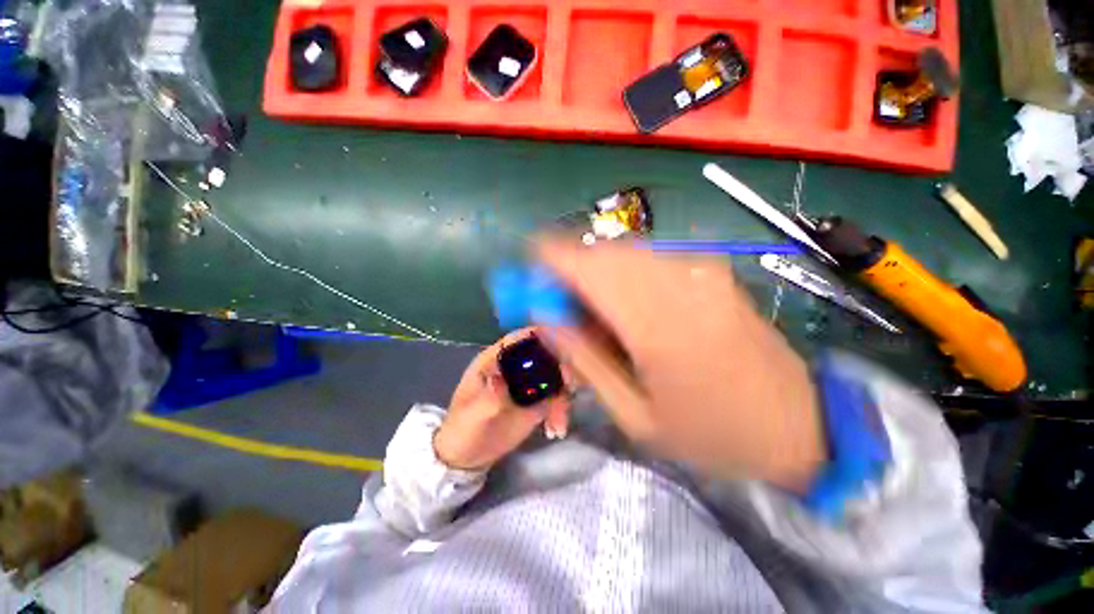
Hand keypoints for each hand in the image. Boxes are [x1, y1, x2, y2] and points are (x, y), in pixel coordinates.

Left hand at [434, 328, 570, 470]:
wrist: (469, 455)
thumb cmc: (464, 427)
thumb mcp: (472, 414)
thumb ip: (489, 397)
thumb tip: (502, 379)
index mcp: (496, 359)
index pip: (519, 338)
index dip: (539, 334)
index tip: (560, 340)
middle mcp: (515, 366)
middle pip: (545, 353)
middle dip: (560, 367)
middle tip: (567, 386)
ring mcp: (528, 383)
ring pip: (555, 376)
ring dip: (563, 396)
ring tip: (557, 423)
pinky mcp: (537, 401)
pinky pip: (557, 398)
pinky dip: (561, 410)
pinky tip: (555, 429)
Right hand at [535, 240, 824, 490]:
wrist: (799, 426)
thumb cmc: (711, 434)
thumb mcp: (634, 414)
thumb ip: (585, 358)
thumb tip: (548, 317)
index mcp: (658, 325)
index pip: (590, 267)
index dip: (552, 257)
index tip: (529, 263)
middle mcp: (680, 283)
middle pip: (605, 252)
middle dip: (571, 266)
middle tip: (559, 298)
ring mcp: (702, 271)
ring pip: (627, 252)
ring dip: (597, 270)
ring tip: (591, 308)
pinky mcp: (712, 271)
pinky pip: (651, 258)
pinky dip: (624, 271)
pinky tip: (626, 302)